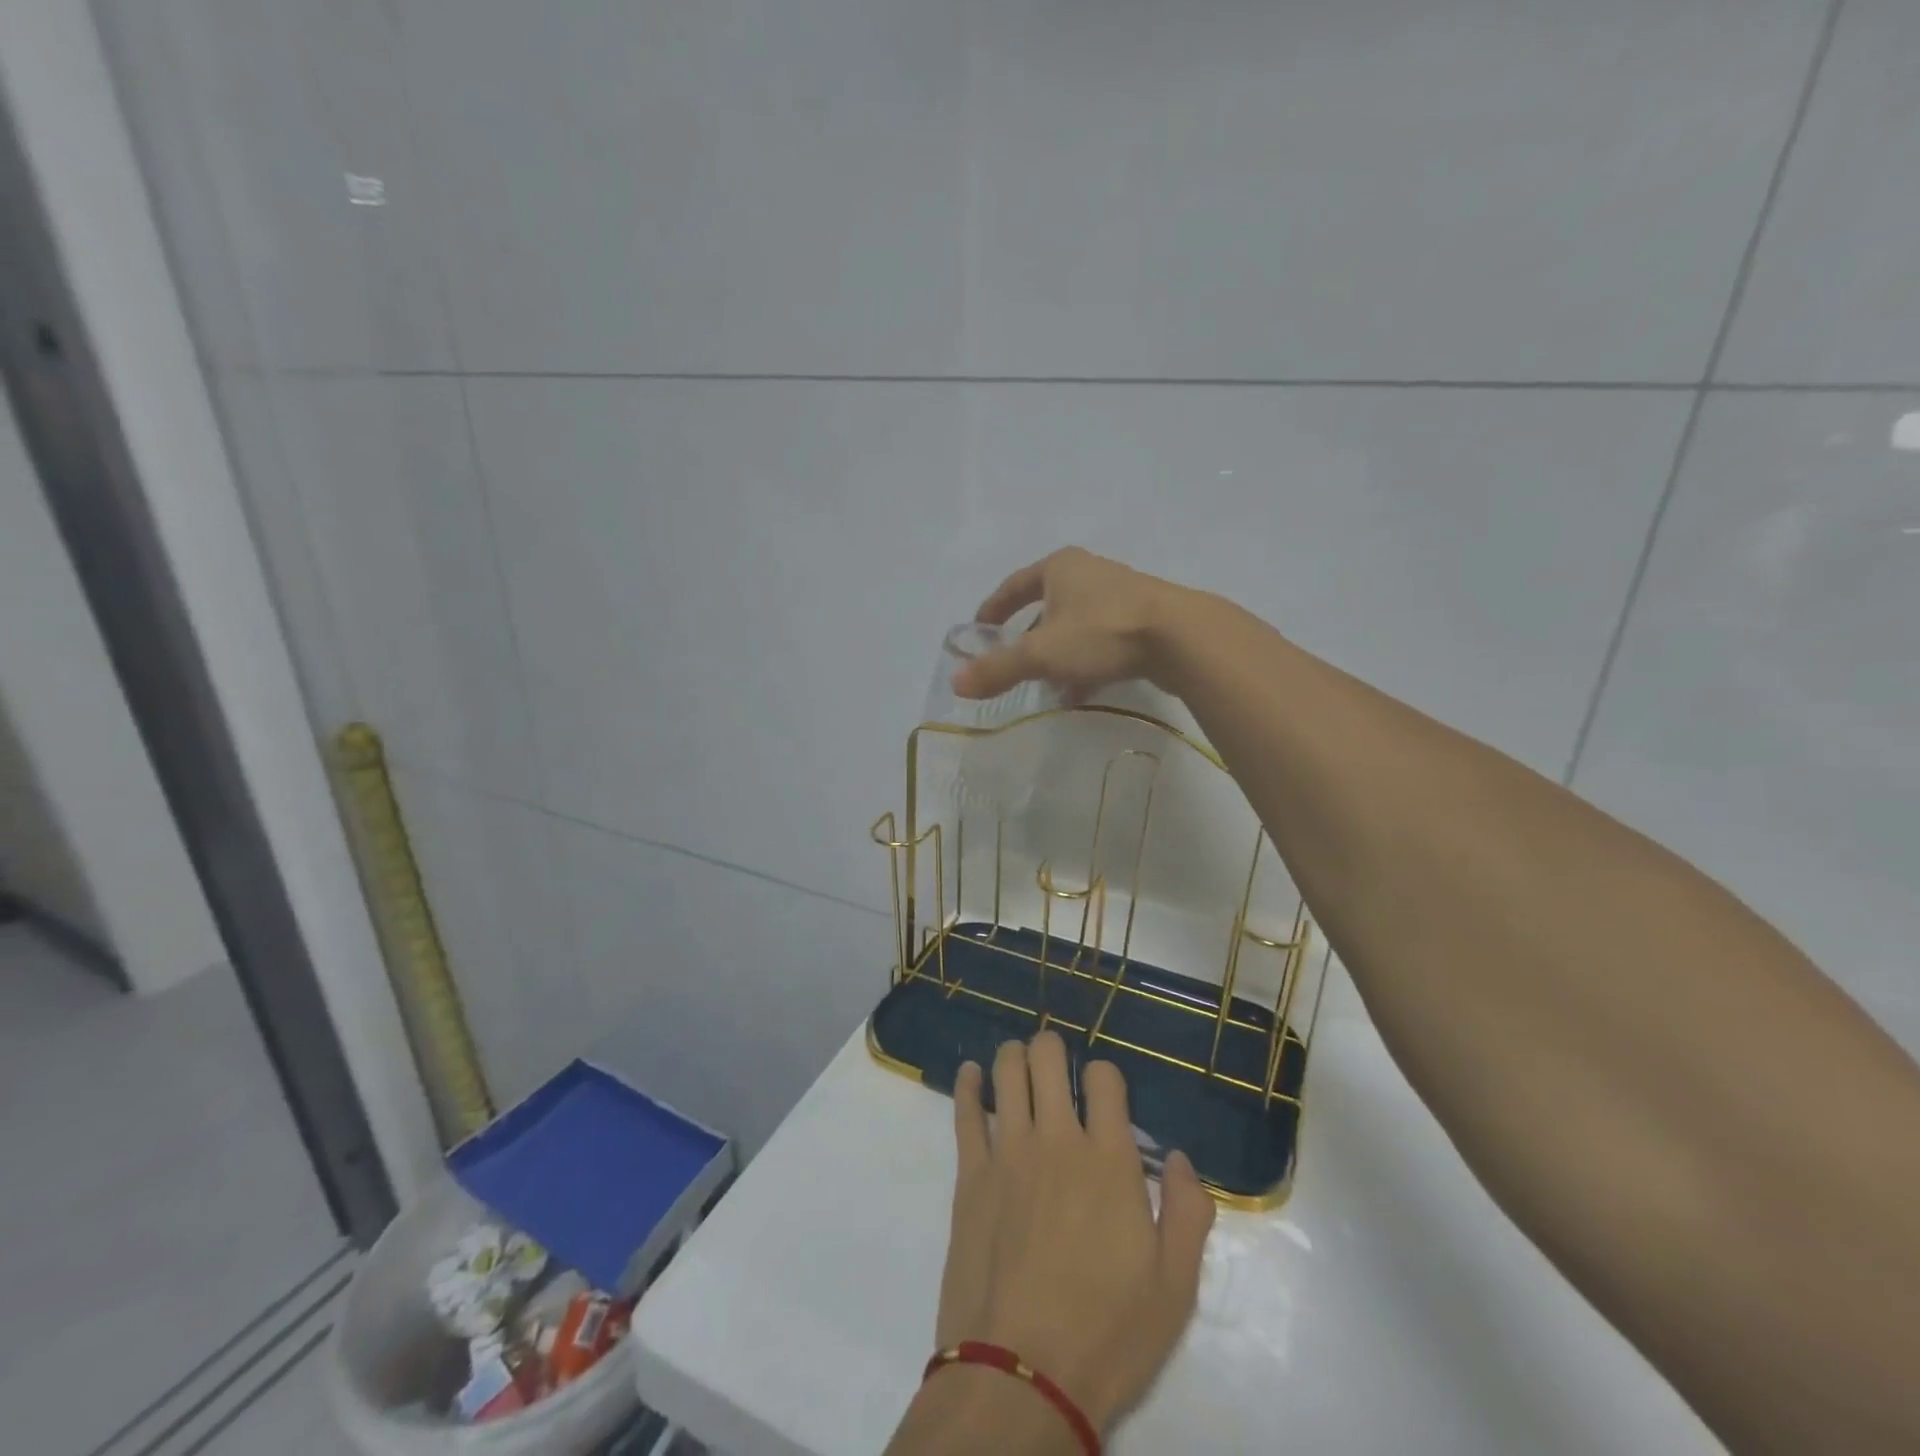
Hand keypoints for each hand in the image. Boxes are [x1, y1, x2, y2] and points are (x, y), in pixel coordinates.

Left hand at [931, 1032, 1215, 1432]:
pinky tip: (971, 1073)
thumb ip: (1188, 1213)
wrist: (1021, 1377)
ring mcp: (1008, 1152)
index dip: (1105, 1075)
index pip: (1104, 1077)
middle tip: (1056, 1064)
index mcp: (1109, 1160)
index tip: (1104, 1094)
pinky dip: (968, 1084)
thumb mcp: (1175, 1288)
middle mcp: (1057, 1140)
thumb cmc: (1108, 1335)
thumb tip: (1179, 1158)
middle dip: (1053, 1048)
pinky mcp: (970, 1175)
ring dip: (1014, 1056)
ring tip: (1020, 1062)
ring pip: (1007, 1072)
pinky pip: (965, 1112)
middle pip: (1048, 1057)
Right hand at [950, 548, 1185, 703]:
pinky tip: (1081, 693)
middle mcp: (1089, 574)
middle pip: (1047, 607)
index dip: (993, 609)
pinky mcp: (1143, 620)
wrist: (1181, 637)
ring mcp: (1120, 596)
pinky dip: (1086, 665)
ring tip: (1047, 687)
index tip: (979, 630)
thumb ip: (998, 668)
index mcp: (1060, 567)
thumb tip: (955, 683)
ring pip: (1076, 628)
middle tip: (1014, 665)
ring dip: (1058, 657)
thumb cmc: (1102, 632)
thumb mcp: (1042, 653)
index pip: (1015, 585)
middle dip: (1029, 639)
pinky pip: (1102, 642)